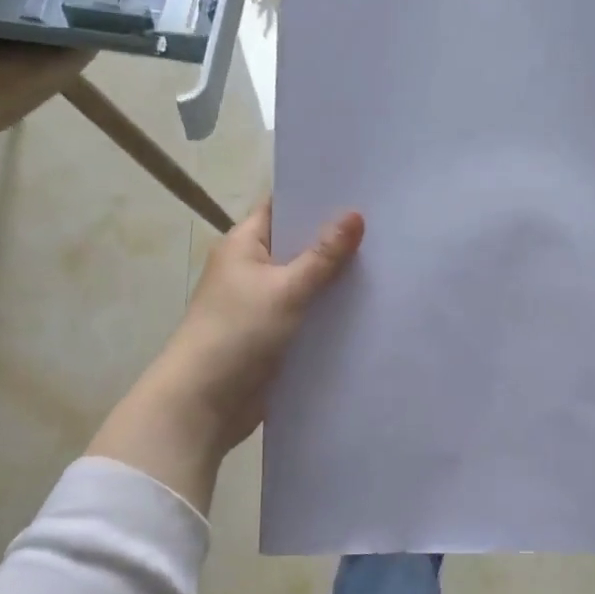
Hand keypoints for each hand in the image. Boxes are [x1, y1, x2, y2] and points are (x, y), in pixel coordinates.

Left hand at [149, 199, 364, 453]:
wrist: (204, 403)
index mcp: (244, 245)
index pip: (282, 208)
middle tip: (386, 227)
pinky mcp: (274, 336)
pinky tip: (368, 308)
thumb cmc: (237, 333)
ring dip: (337, 280)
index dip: (316, 197)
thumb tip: (356, 214)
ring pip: (307, 284)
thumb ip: (323, 255)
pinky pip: (308, 316)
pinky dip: (330, 313)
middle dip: (336, 240)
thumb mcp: (285, 289)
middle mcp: (252, 270)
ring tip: (389, 263)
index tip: (360, 190)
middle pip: (298, 246)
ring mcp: (263, 305)